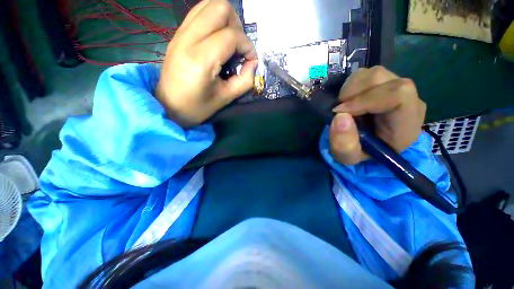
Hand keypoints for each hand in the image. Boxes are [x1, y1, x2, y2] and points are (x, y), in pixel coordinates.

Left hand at [156, 0, 257, 127]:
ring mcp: (180, 32)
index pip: (231, 36)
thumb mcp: (226, 98)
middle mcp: (188, 38)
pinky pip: (199, 12)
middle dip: (237, 26)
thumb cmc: (197, 107)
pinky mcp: (178, 33)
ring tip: (230, 42)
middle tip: (239, 48)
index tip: (251, 60)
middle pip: (220, 7)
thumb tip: (253, 63)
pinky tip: (218, 39)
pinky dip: (214, 20)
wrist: (168, 106)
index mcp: (201, 60)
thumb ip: (245, 80)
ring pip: (209, 3)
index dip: (248, 46)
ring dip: (226, 19)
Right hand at [329, 66, 426, 164]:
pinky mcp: (384, 83)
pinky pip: (366, 74)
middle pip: (381, 78)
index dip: (365, 99)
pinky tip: (348, 101)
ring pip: (372, 73)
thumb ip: (344, 144)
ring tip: (344, 107)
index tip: (340, 112)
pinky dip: (350, 86)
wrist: (370, 145)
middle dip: (352, 93)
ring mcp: (396, 87)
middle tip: (339, 110)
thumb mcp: (349, 157)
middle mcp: (408, 98)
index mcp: (406, 121)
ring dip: (350, 89)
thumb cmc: (362, 153)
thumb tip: (339, 116)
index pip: (398, 94)